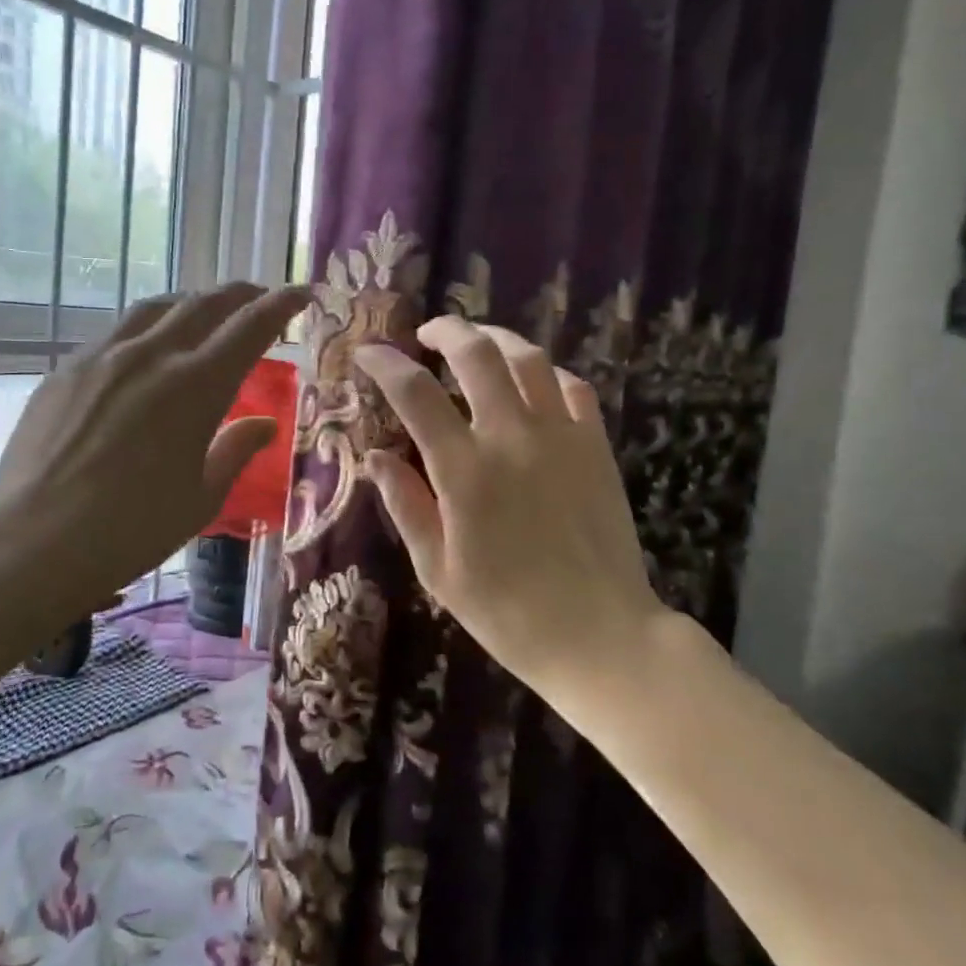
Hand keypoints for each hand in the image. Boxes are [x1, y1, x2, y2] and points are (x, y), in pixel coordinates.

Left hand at [0, 283, 308, 619]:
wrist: (33, 540)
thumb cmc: (132, 529)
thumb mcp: (201, 497)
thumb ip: (235, 450)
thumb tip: (265, 425)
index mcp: (197, 386)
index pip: (250, 326)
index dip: (282, 304)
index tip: (303, 293)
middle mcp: (152, 355)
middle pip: (205, 304)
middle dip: (242, 295)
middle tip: (261, 298)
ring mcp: (104, 356)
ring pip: (157, 308)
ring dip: (192, 303)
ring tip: (206, 314)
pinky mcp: (68, 369)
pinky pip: (118, 331)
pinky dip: (148, 328)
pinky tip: (146, 351)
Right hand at [354, 317, 666, 701]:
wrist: (599, 636)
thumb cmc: (507, 613)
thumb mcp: (438, 569)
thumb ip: (405, 504)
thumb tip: (375, 456)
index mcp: (464, 470)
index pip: (415, 394)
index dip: (385, 364)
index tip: (366, 352)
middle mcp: (512, 437)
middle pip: (476, 354)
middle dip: (445, 330)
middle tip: (425, 334)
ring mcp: (561, 437)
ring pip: (529, 359)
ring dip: (496, 338)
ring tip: (476, 343)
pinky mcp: (596, 447)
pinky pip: (574, 387)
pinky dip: (547, 373)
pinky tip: (533, 382)